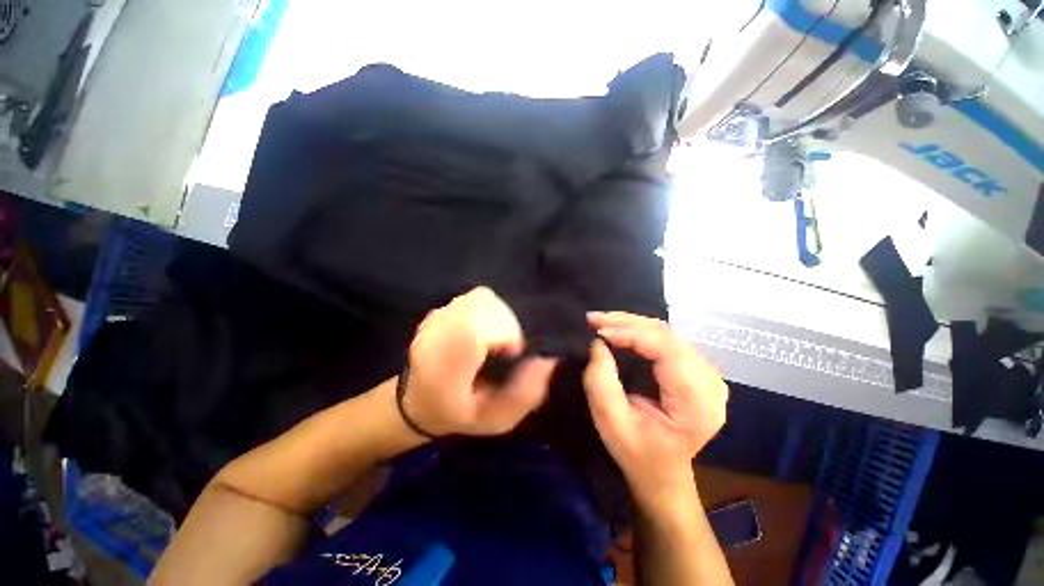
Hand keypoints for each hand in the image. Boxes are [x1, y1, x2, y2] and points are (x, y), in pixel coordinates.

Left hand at [402, 287, 556, 436]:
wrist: (418, 401)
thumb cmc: (460, 414)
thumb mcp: (498, 419)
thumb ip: (526, 393)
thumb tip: (547, 358)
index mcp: (444, 369)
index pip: (475, 330)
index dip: (505, 332)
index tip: (514, 352)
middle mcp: (435, 337)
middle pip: (482, 305)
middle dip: (507, 321)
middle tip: (508, 345)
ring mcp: (434, 319)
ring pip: (481, 297)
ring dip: (500, 313)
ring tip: (497, 337)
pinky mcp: (439, 309)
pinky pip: (474, 297)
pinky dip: (489, 308)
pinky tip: (485, 328)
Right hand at [582, 312, 727, 507]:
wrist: (662, 473)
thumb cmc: (637, 454)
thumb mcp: (611, 423)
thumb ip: (601, 383)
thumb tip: (597, 343)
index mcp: (697, 403)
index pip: (667, 349)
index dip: (630, 333)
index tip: (597, 330)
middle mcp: (710, 382)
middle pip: (668, 336)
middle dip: (627, 323)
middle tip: (594, 319)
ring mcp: (708, 374)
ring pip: (666, 333)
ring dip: (631, 324)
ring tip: (602, 322)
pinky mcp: (697, 370)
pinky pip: (666, 340)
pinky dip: (639, 331)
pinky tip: (619, 330)